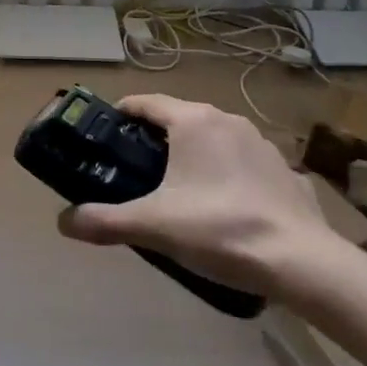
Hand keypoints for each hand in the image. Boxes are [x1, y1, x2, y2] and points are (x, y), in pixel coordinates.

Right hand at [55, 93, 340, 296]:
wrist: (303, 262)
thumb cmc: (219, 228)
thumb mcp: (153, 226)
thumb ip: (105, 221)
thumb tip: (62, 223)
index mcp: (193, 121)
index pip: (145, 102)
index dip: (122, 114)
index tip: (106, 133)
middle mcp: (226, 120)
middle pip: (179, 118)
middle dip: (156, 138)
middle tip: (136, 168)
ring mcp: (261, 143)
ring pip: (214, 139)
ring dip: (194, 155)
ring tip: (180, 189)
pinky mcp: (285, 170)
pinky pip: (245, 164)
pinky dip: (229, 175)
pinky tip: (226, 207)